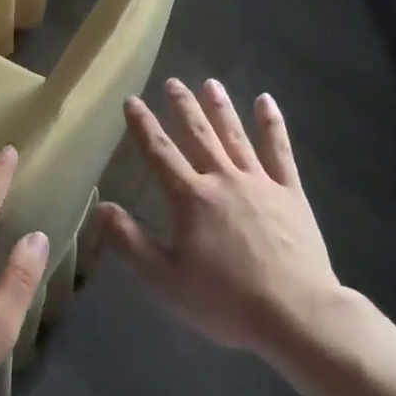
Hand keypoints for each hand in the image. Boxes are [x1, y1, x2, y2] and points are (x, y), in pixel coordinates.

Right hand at [98, 80, 343, 359]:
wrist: (295, 313)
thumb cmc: (225, 301)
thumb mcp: (166, 280)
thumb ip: (131, 241)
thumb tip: (100, 207)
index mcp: (190, 198)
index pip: (160, 153)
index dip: (143, 126)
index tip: (132, 101)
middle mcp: (223, 179)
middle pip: (198, 134)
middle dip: (182, 107)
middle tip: (172, 82)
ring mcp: (260, 182)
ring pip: (235, 135)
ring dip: (220, 107)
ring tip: (210, 83)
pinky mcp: (290, 192)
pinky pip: (280, 151)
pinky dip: (272, 124)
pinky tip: (266, 102)